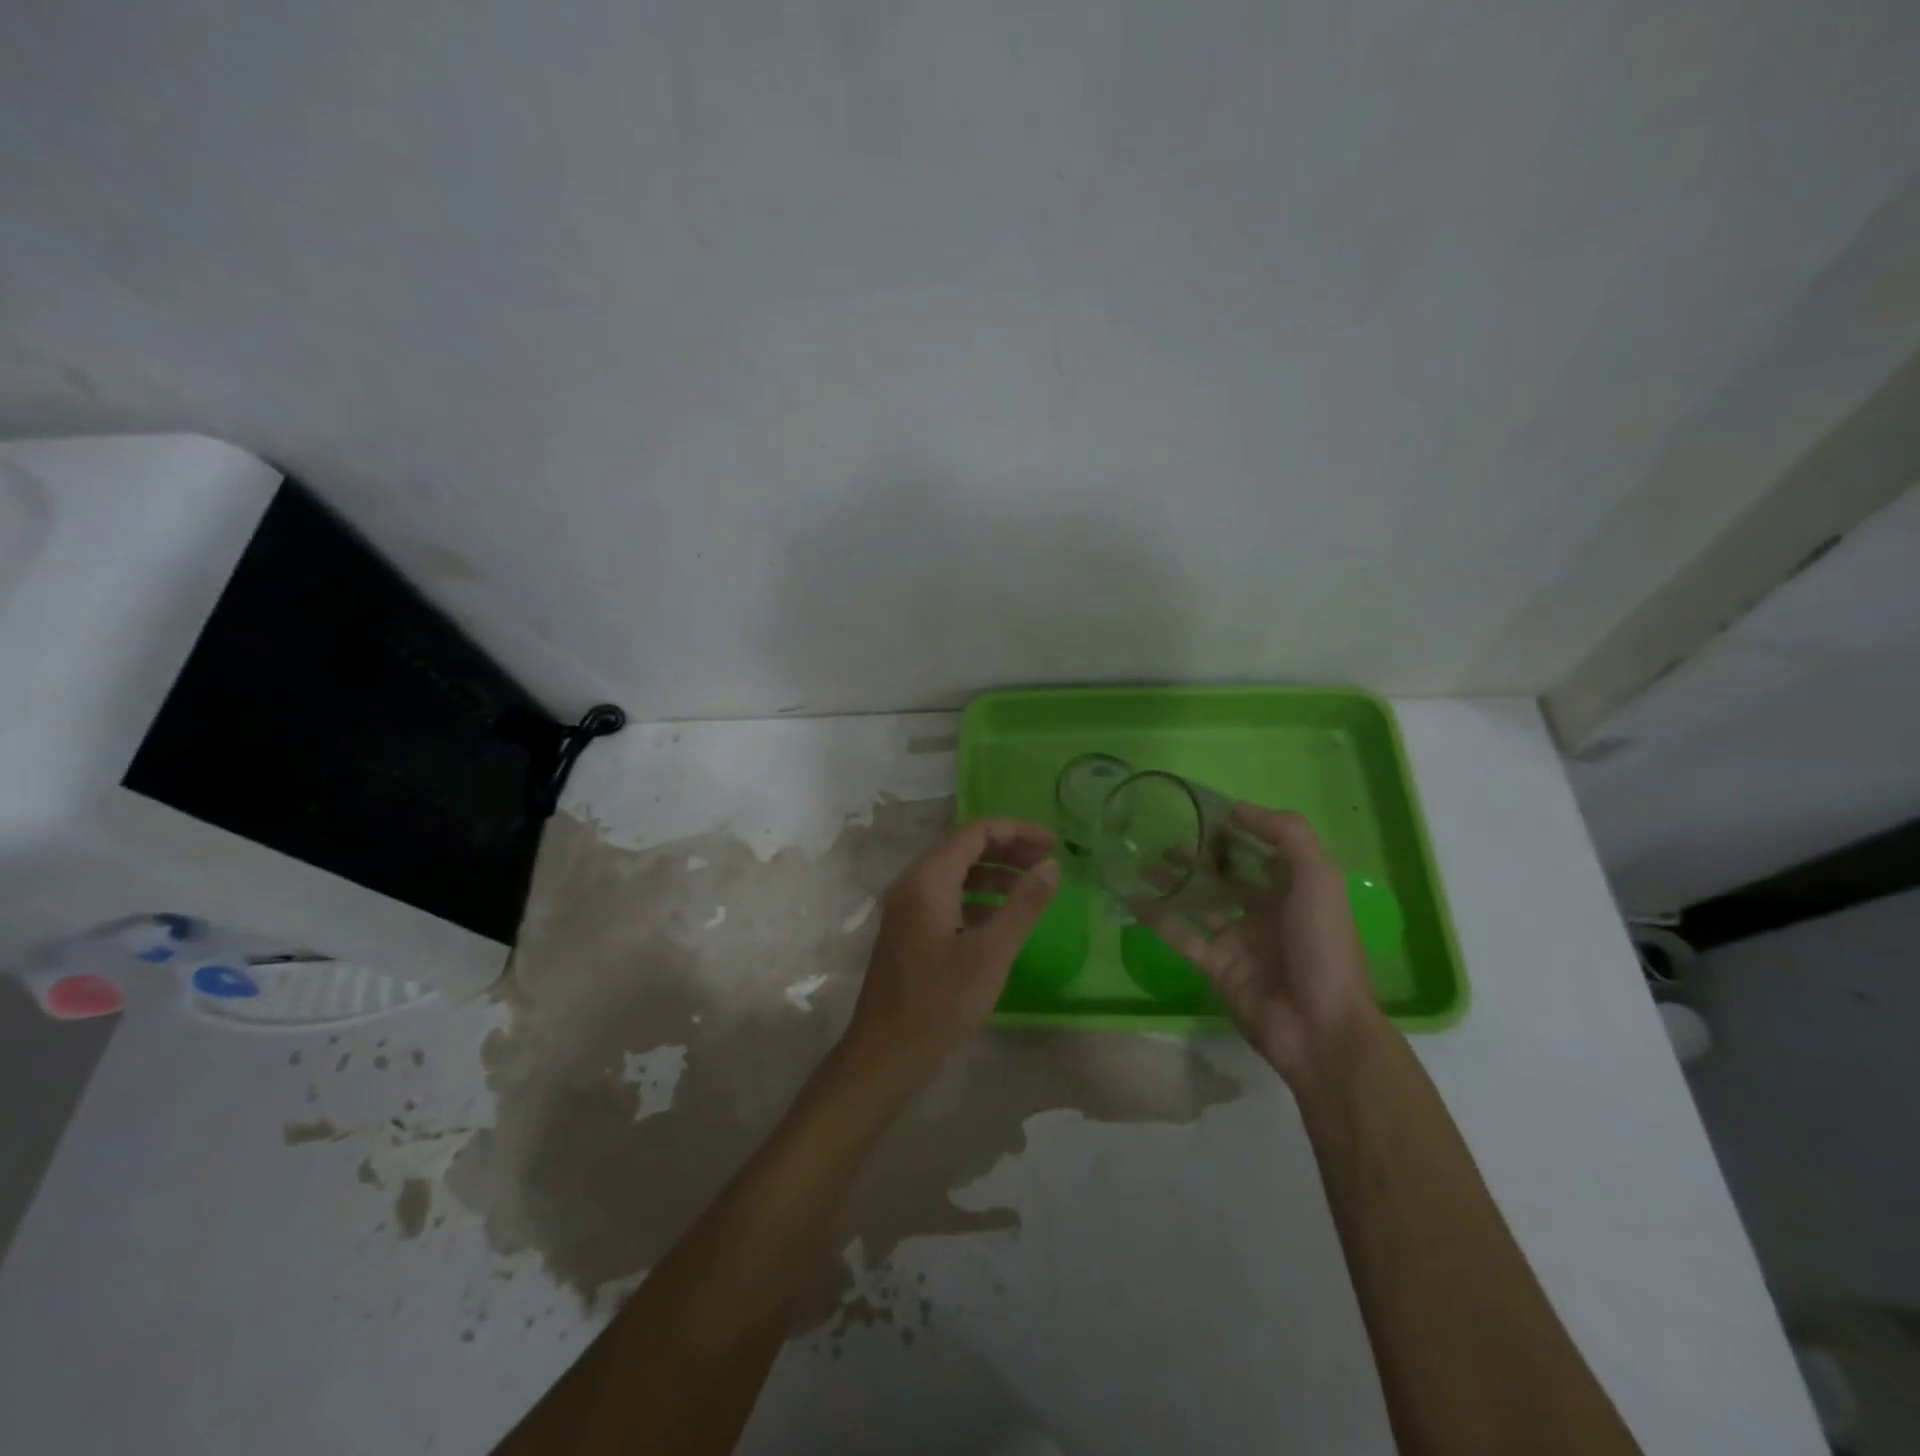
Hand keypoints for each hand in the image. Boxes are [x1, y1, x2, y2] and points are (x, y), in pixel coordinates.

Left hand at [841, 818, 1059, 1091]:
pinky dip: (977, 897)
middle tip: (1047, 861)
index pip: (975, 832)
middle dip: (1007, 848)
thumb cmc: (939, 1002)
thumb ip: (1023, 904)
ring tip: (1031, 885)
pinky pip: (946, 897)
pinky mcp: (908, 931)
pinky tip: (1001, 917)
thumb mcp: (991, 953)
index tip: (1053, 844)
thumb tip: (1051, 865)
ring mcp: (906, 908)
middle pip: (963, 847)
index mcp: (928, 880)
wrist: (884, 1054)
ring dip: (993, 873)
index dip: (1016, 831)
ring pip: (954, 873)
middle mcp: (912, 884)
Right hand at [1141, 805, 1378, 1089]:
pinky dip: (1158, 917)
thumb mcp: (1318, 878)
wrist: (1320, 1028)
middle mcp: (1266, 912)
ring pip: (1200, 903)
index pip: (1262, 852)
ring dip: (1174, 882)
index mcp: (1296, 891)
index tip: (1203, 812)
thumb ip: (1286, 834)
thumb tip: (1237, 808)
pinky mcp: (1216, 966)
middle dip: (1198, 856)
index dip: (1236, 832)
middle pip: (1226, 876)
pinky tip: (1133, 898)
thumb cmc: (1323, 946)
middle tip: (1163, 836)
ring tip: (1143, 861)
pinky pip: (1182, 935)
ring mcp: (1239, 941)